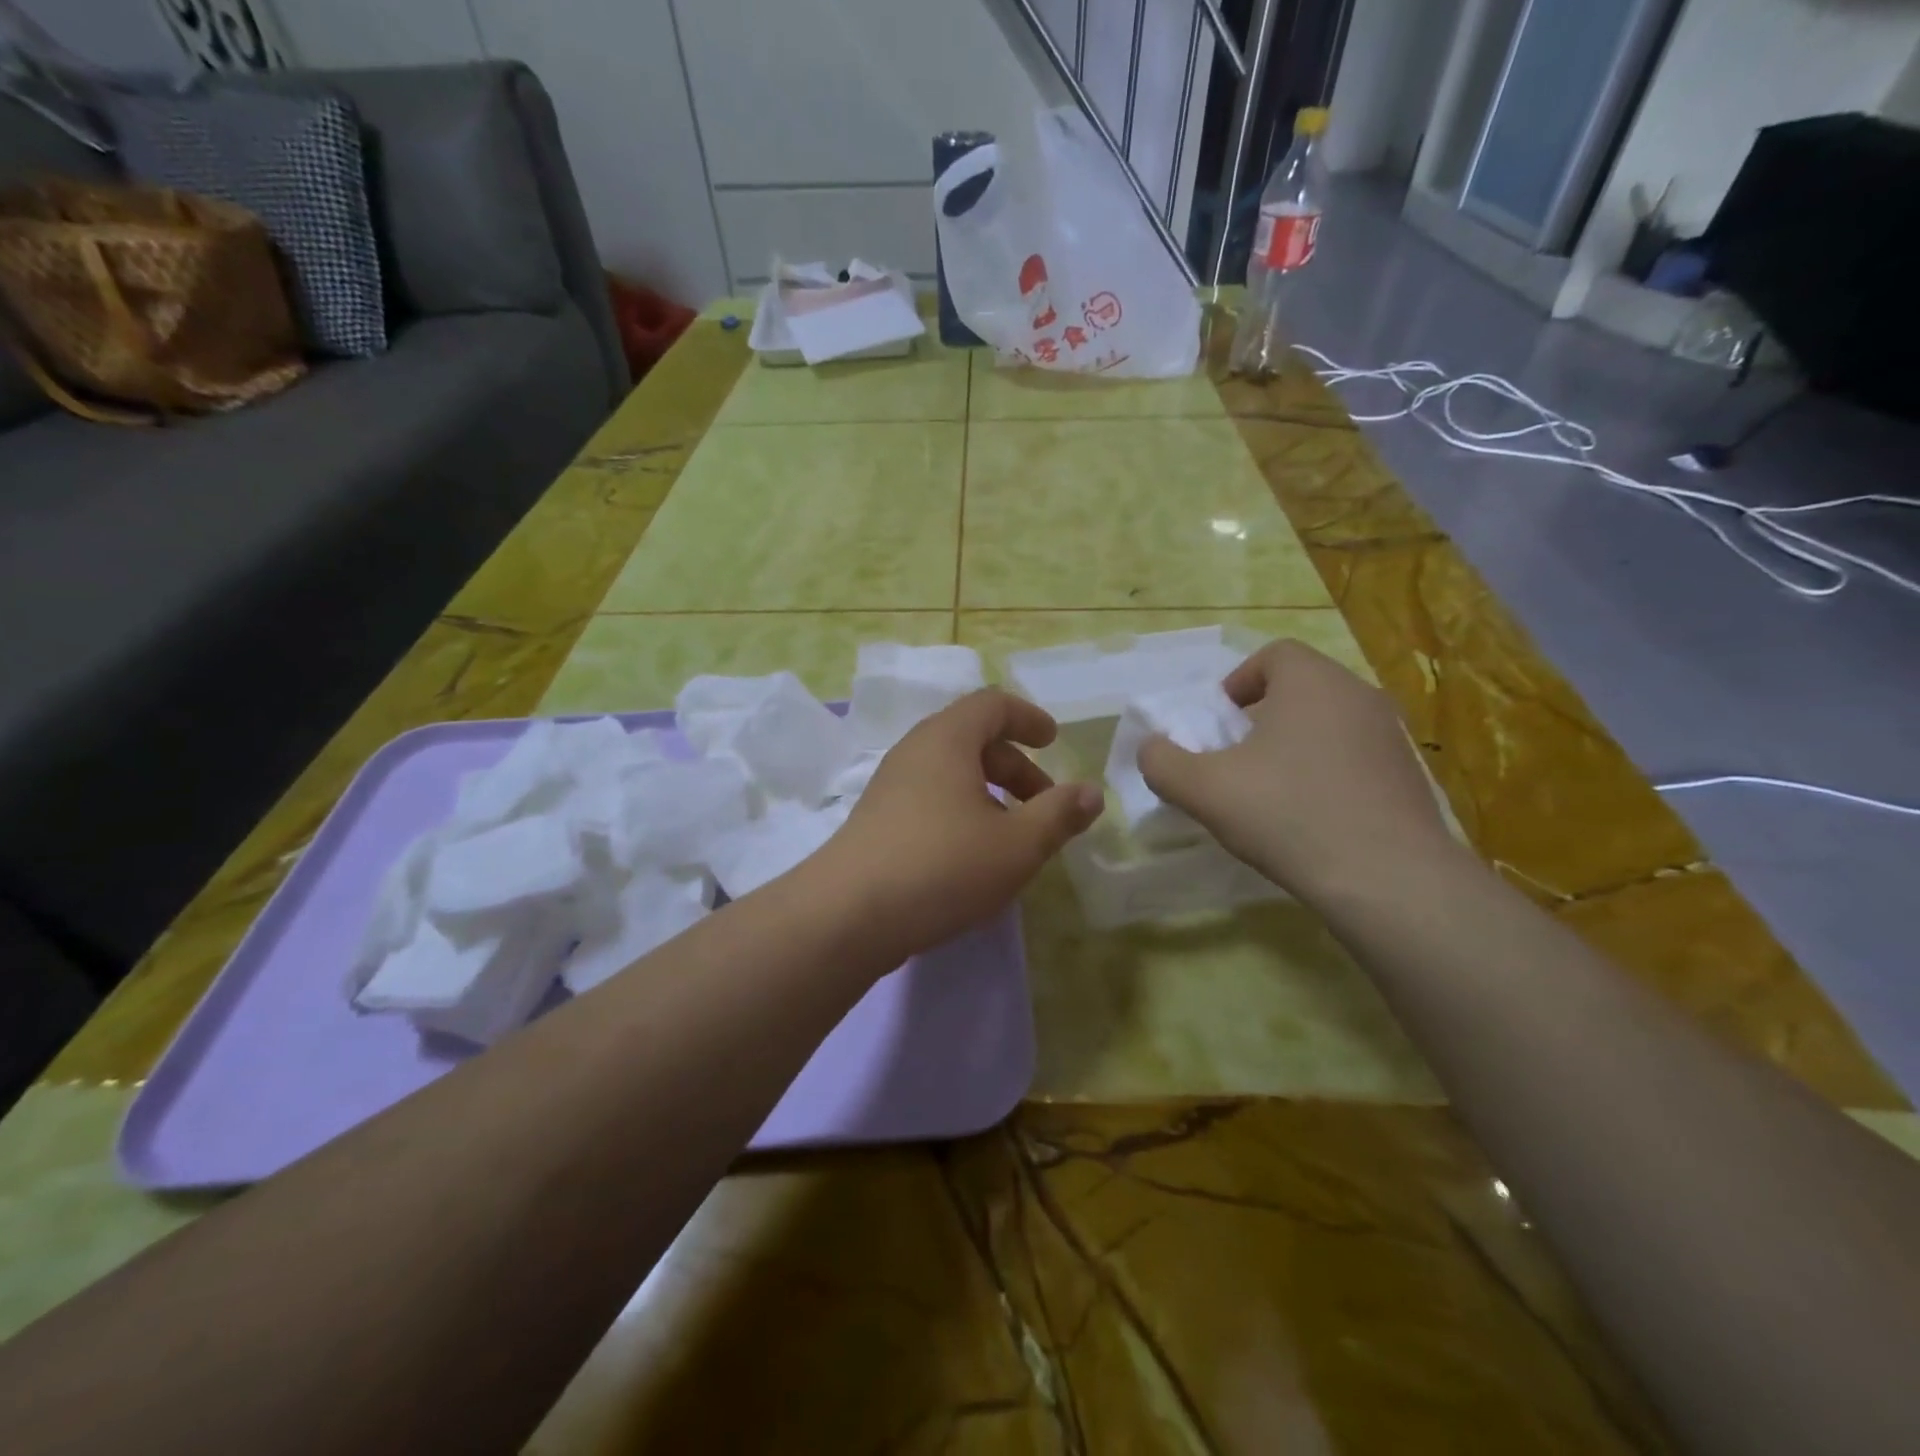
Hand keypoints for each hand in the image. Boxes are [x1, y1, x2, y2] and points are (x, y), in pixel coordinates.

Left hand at [818, 689, 1103, 958]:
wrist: (847, 915)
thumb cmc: (942, 867)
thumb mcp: (1016, 844)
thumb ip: (1058, 815)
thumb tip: (1091, 793)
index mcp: (947, 740)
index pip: (992, 704)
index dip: (1028, 718)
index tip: (1054, 742)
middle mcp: (914, 752)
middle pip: (973, 740)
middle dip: (1016, 767)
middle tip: (1045, 805)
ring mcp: (890, 786)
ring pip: (951, 773)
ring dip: (990, 794)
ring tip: (1013, 837)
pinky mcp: (877, 820)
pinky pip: (930, 799)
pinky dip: (962, 812)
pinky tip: (973, 857)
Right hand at [1137, 640, 1453, 903]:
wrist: (1388, 879)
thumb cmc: (1288, 814)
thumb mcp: (1203, 789)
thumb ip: (1162, 762)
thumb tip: (1152, 749)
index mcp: (1312, 682)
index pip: (1274, 655)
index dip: (1238, 682)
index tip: (1219, 723)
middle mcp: (1359, 696)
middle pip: (1302, 689)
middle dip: (1263, 717)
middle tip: (1237, 759)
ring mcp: (1393, 737)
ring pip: (1330, 725)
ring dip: (1296, 747)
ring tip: (1271, 793)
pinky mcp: (1410, 778)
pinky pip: (1356, 759)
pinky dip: (1328, 775)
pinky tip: (1311, 819)